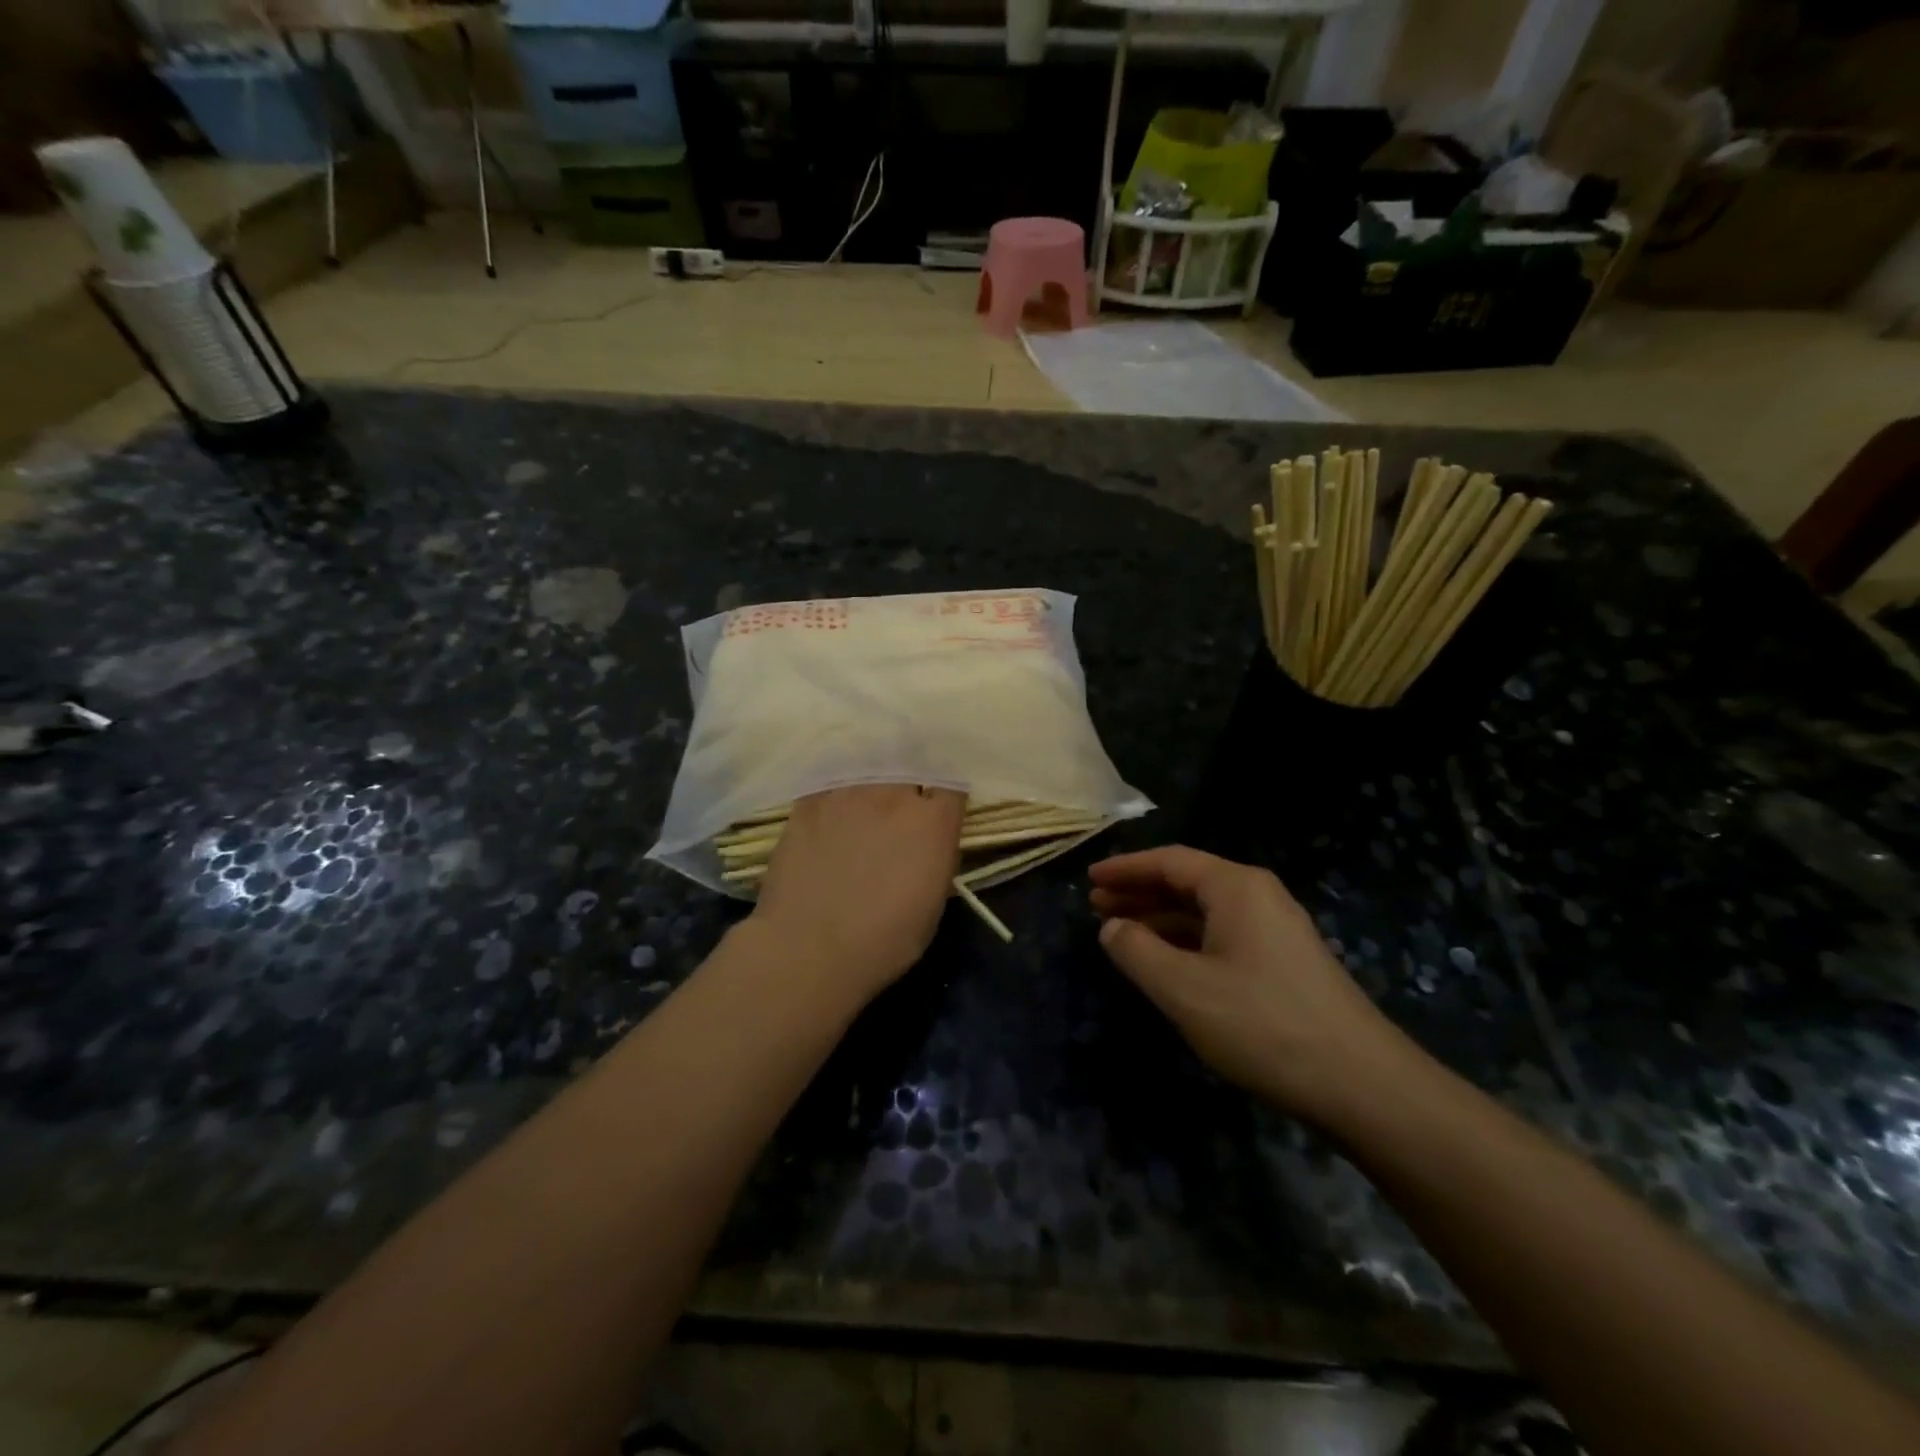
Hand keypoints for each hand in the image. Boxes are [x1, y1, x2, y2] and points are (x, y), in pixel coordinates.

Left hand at [750, 784, 964, 1002]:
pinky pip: (831, 780)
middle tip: (904, 800)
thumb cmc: (883, 941)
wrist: (808, 949)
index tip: (941, 807)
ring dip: (875, 779)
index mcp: (932, 822)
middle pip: (911, 766)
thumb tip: (932, 839)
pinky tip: (833, 804)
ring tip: (867, 796)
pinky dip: (837, 788)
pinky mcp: (809, 801)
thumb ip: (937, 855)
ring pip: (870, 766)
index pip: (952, 785)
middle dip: (912, 780)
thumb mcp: (933, 902)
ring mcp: (848, 793)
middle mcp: (893, 796)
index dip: (946, 795)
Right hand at [1089, 846, 1410, 1122]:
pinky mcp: (1284, 964)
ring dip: (1160, 919)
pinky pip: (1222, 936)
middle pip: (1187, 881)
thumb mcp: (1184, 989)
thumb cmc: (1263, 1025)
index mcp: (1236, 887)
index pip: (1170, 861)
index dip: (1125, 868)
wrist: (1362, 1085)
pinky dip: (1186, 942)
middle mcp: (1258, 897)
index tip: (1089, 878)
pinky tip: (1166, 964)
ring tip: (1120, 933)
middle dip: (1140, 892)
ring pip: (1205, 912)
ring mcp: (1276, 931)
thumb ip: (1137, 952)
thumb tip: (1111, 928)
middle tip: (1096, 906)